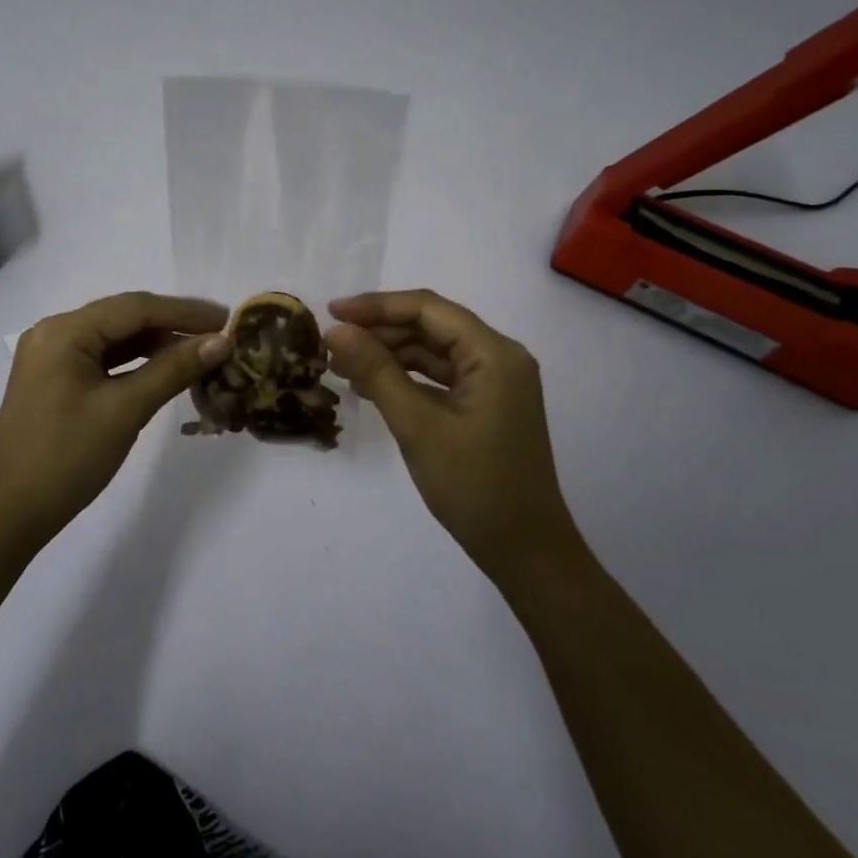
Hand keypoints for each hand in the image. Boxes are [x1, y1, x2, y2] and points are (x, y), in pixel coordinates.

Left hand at [0, 292, 230, 547]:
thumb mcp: (125, 410)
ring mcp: (53, 357)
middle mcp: (56, 332)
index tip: (228, 320)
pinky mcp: (56, 381)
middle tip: (220, 338)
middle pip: (125, 318)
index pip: (136, 307)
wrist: (7, 514)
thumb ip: (174, 369)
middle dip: (173, 326)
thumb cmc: (66, 457)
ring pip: (116, 339)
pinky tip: (166, 372)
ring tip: (201, 355)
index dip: (185, 312)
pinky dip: (136, 364)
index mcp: (65, 331)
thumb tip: (221, 341)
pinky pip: (104, 360)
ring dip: (157, 345)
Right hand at [326, 290, 575, 584]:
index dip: (377, 306)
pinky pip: (440, 376)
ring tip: (341, 364)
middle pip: (431, 326)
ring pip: (433, 351)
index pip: (428, 309)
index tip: (332, 312)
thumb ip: (376, 370)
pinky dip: (406, 377)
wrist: (525, 551)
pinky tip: (370, 386)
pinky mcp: (486, 404)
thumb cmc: (473, 485)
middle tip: (332, 343)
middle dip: (380, 331)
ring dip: (389, 354)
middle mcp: (499, 357)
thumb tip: (335, 330)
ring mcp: (495, 382)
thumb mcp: (417, 424)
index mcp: (494, 353)